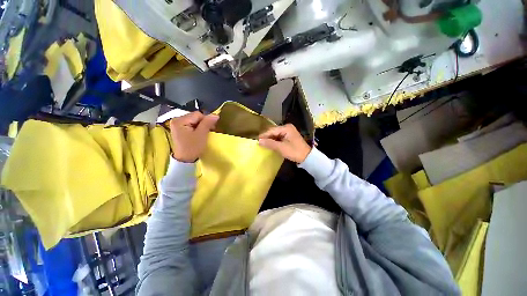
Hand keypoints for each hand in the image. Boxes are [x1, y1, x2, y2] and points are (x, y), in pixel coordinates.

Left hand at [169, 111, 218, 162]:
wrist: (185, 159)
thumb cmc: (193, 147)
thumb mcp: (202, 134)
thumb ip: (208, 123)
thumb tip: (215, 115)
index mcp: (180, 120)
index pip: (197, 114)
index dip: (206, 120)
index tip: (211, 129)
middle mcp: (176, 120)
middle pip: (195, 116)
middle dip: (203, 123)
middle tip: (208, 131)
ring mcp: (177, 124)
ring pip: (194, 120)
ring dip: (200, 125)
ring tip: (203, 133)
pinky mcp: (179, 128)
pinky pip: (191, 124)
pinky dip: (196, 128)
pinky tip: (198, 134)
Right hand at [258, 124, 311, 162]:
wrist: (307, 157)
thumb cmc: (294, 151)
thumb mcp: (281, 148)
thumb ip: (270, 143)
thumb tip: (259, 141)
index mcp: (286, 128)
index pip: (271, 130)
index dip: (264, 135)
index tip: (256, 141)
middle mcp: (287, 127)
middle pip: (273, 132)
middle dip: (267, 137)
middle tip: (259, 143)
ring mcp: (288, 132)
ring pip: (276, 135)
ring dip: (270, 140)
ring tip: (263, 145)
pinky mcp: (289, 136)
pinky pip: (279, 137)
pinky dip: (275, 141)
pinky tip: (270, 145)